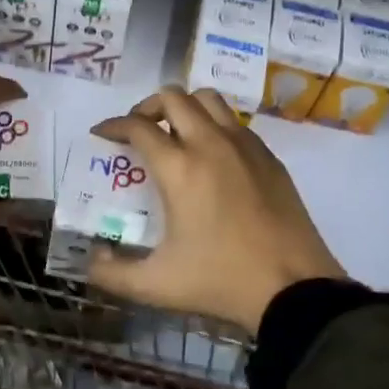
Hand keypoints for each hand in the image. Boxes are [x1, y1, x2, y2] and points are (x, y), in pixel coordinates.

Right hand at [90, 87, 347, 333]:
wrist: (295, 290)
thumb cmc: (221, 281)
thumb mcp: (157, 286)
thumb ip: (112, 275)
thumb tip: (93, 258)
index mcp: (179, 168)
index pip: (137, 126)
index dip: (112, 125)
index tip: (101, 134)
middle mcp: (210, 144)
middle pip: (172, 98)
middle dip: (147, 108)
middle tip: (138, 131)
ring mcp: (244, 145)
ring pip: (207, 99)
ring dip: (184, 107)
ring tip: (174, 133)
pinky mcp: (269, 156)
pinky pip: (234, 122)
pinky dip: (214, 124)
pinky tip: (212, 155)